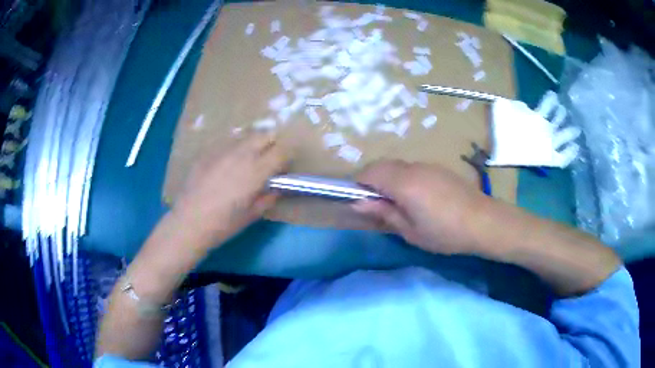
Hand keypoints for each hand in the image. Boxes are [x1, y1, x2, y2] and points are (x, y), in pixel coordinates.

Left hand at [172, 133, 289, 248]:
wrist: (189, 222)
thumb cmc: (224, 224)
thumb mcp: (252, 215)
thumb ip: (268, 197)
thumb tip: (276, 187)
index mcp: (256, 170)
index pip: (282, 151)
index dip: (287, 158)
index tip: (284, 168)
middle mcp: (242, 154)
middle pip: (265, 135)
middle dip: (271, 144)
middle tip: (268, 160)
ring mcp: (222, 150)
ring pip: (245, 137)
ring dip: (252, 145)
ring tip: (246, 162)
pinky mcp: (207, 152)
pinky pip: (227, 144)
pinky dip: (233, 151)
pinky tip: (225, 167)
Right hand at [354, 160, 488, 254]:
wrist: (483, 222)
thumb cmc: (445, 232)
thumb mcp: (410, 231)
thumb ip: (384, 213)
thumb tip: (359, 203)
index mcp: (403, 183)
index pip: (370, 172)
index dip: (359, 184)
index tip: (360, 201)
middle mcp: (413, 168)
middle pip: (383, 165)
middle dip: (373, 180)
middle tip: (377, 204)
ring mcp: (428, 166)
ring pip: (398, 166)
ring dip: (389, 178)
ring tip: (398, 203)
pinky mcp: (439, 169)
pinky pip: (413, 168)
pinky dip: (405, 178)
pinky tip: (418, 198)